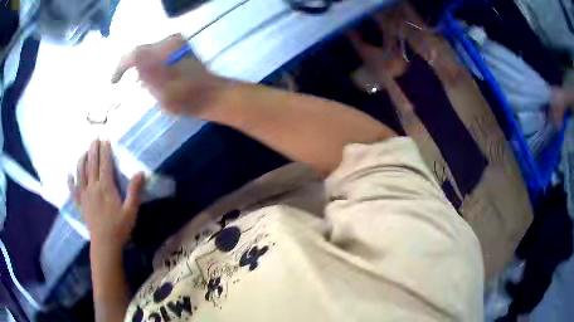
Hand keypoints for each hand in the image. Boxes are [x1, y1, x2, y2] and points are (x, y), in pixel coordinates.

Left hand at [68, 140, 144, 249]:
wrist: (105, 244)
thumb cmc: (119, 228)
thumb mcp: (131, 211)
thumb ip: (134, 191)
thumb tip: (140, 172)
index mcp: (106, 187)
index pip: (105, 164)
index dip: (105, 151)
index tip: (105, 140)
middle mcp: (93, 187)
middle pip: (92, 164)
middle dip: (93, 150)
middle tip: (94, 139)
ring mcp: (85, 195)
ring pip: (81, 173)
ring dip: (82, 160)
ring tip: (83, 152)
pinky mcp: (80, 204)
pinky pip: (73, 191)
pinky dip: (70, 182)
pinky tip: (68, 175)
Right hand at [111, 34, 229, 118]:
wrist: (209, 95)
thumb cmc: (186, 98)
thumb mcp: (162, 93)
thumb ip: (147, 75)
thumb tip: (133, 61)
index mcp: (165, 51)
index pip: (134, 54)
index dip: (120, 67)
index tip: (113, 82)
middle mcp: (170, 41)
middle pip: (141, 51)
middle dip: (130, 66)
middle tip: (122, 81)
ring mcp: (176, 42)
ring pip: (148, 52)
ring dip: (140, 65)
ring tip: (135, 81)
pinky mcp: (180, 47)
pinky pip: (157, 52)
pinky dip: (149, 63)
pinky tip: (149, 76)